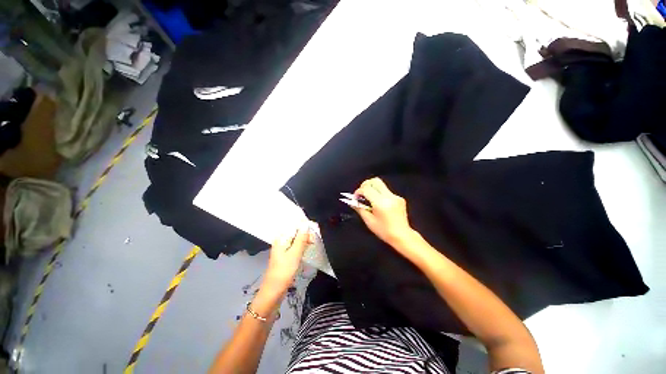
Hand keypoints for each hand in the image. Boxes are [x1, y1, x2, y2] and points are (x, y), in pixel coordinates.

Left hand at [263, 222, 313, 294]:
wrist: (274, 291)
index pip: (295, 225)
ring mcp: (283, 248)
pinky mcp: (285, 255)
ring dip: (305, 239)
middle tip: (314, 239)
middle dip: (306, 233)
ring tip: (313, 243)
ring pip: (296, 239)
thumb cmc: (284, 271)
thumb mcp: (295, 254)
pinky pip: (295, 245)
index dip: (305, 226)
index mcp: (281, 238)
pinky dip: (302, 245)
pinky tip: (308, 248)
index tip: (316, 229)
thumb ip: (301, 238)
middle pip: (295, 231)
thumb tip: (306, 225)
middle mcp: (281, 240)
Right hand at [353, 177, 414, 246]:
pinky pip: (386, 191)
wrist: (402, 236)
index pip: (366, 189)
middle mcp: (389, 196)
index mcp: (381, 203)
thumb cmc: (384, 231)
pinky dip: (379, 194)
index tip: (355, 198)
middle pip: (375, 181)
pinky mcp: (399, 198)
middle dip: (366, 185)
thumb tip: (352, 201)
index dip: (358, 191)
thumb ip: (360, 208)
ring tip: (369, 200)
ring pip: (381, 185)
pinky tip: (378, 204)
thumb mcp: (369, 221)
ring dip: (373, 189)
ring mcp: (396, 196)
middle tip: (361, 193)